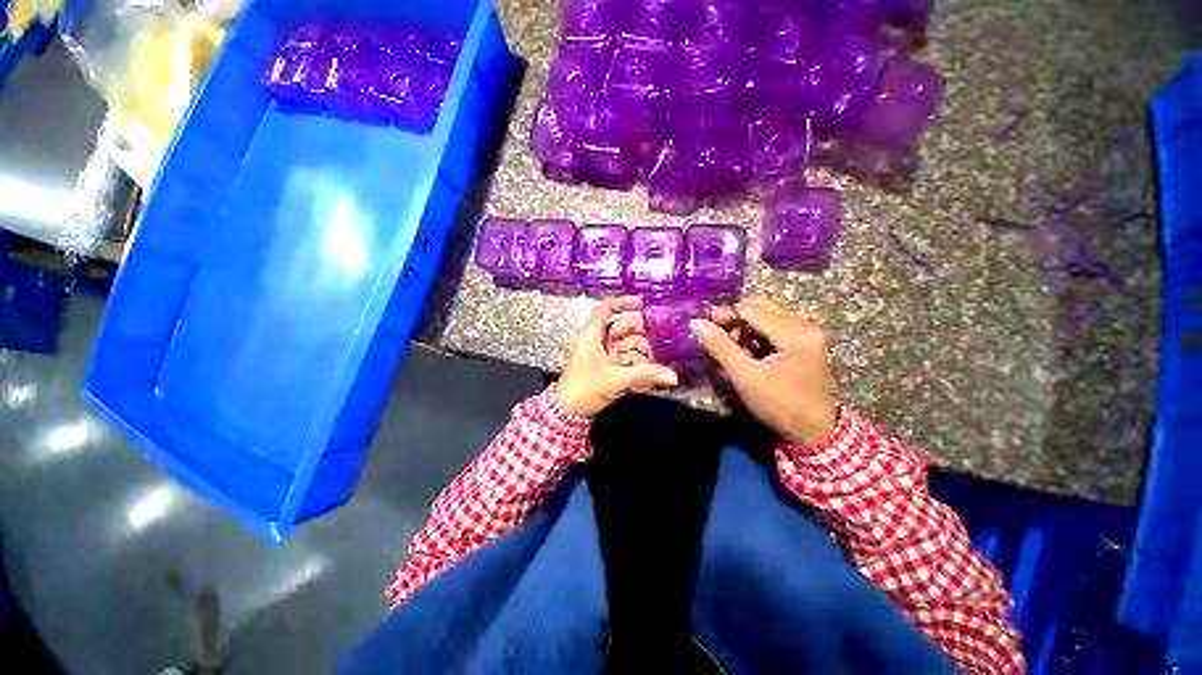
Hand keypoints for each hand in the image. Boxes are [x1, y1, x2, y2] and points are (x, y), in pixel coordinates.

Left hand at [556, 296, 679, 417]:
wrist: (568, 413)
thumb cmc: (586, 388)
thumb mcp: (617, 380)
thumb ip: (646, 375)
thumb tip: (673, 376)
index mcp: (593, 334)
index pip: (606, 307)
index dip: (624, 302)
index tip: (644, 304)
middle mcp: (598, 340)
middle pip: (623, 328)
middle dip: (643, 335)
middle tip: (663, 343)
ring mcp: (603, 354)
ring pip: (627, 345)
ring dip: (643, 353)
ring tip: (660, 362)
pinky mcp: (607, 367)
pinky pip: (625, 359)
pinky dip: (638, 364)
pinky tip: (652, 373)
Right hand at [689, 296, 837, 447]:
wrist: (814, 432)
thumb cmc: (779, 406)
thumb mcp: (745, 377)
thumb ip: (719, 346)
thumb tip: (695, 322)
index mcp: (796, 333)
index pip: (752, 309)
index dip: (726, 314)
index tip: (705, 326)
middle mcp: (806, 325)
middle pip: (761, 308)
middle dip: (736, 320)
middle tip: (718, 336)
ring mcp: (809, 332)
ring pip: (767, 316)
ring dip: (746, 328)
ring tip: (734, 349)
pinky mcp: (807, 341)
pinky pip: (776, 327)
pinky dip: (758, 335)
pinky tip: (749, 351)